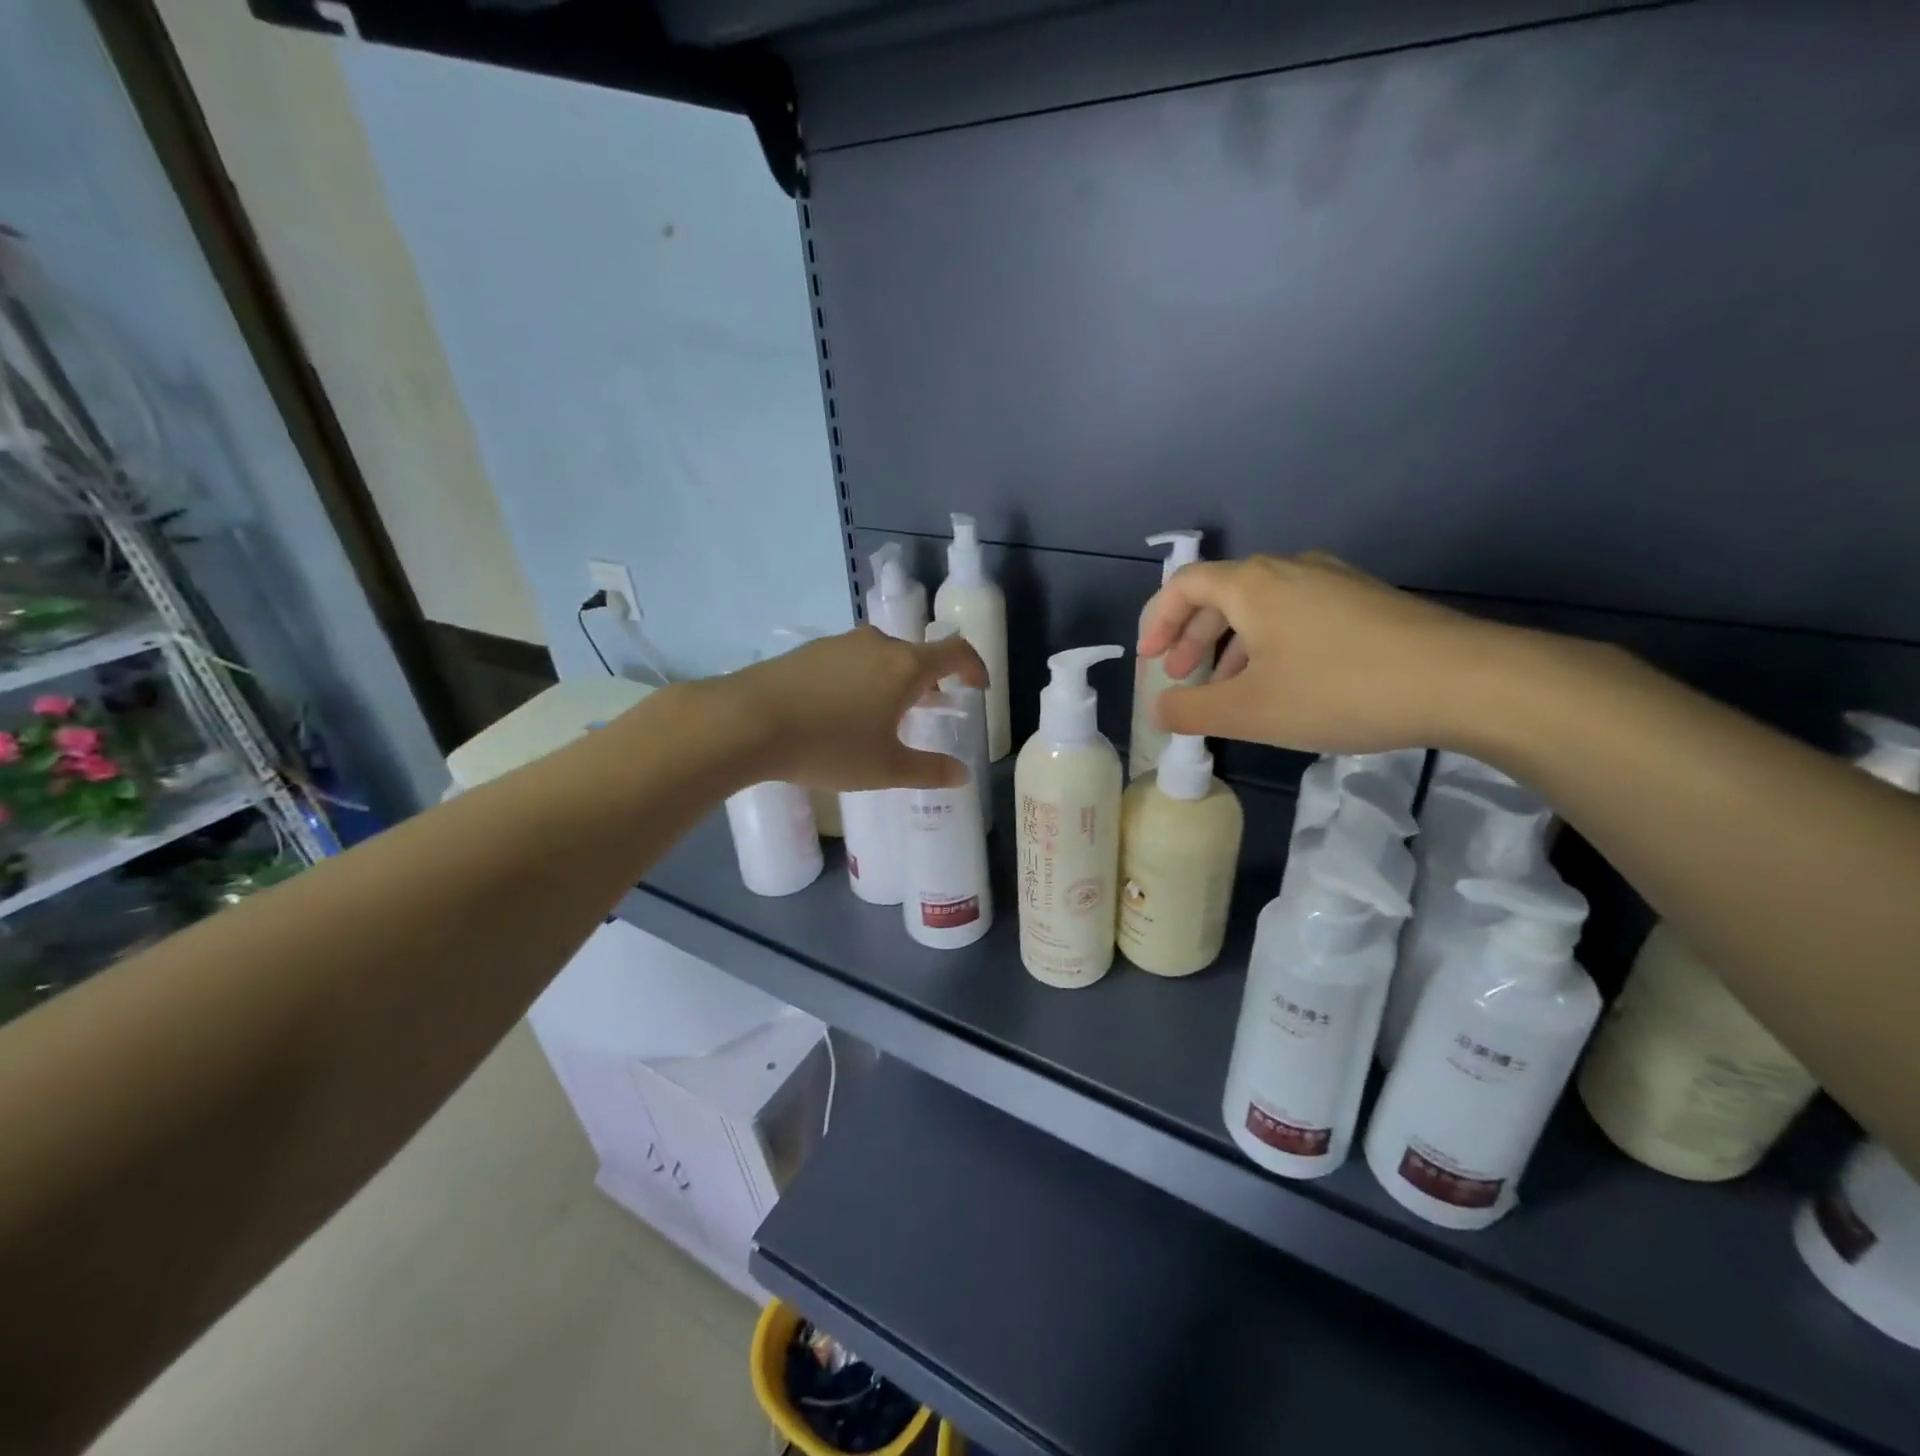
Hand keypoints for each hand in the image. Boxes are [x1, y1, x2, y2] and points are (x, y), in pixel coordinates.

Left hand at [719, 626, 986, 790]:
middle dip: (931, 681)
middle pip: (917, 655)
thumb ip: (928, 770)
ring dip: (895, 680)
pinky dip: (863, 679)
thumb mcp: (885, 768)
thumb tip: (962, 775)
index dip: (974, 667)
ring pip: (882, 657)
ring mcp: (840, 644)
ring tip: (887, 713)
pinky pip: (851, 661)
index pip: (956, 652)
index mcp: (905, 666)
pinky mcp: (809, 651)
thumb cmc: (829, 745)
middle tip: (932, 707)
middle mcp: (877, 644)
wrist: (747, 721)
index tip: (978, 688)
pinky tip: (843, 709)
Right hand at [1137, 553, 1505, 754]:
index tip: (1149, 660)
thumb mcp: (1250, 711)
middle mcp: (1289, 569)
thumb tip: (1158, 711)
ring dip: (1230, 644)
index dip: (1157, 621)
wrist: (1463, 680)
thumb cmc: (1338, 690)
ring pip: (1261, 606)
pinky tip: (1283, 682)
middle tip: (1179, 676)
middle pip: (1221, 593)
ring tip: (1226, 687)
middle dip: (1191, 636)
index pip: (1183, 585)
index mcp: (1252, 584)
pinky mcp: (1365, 602)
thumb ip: (1191, 711)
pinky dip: (1270, 643)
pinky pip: (1297, 614)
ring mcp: (1333, 581)